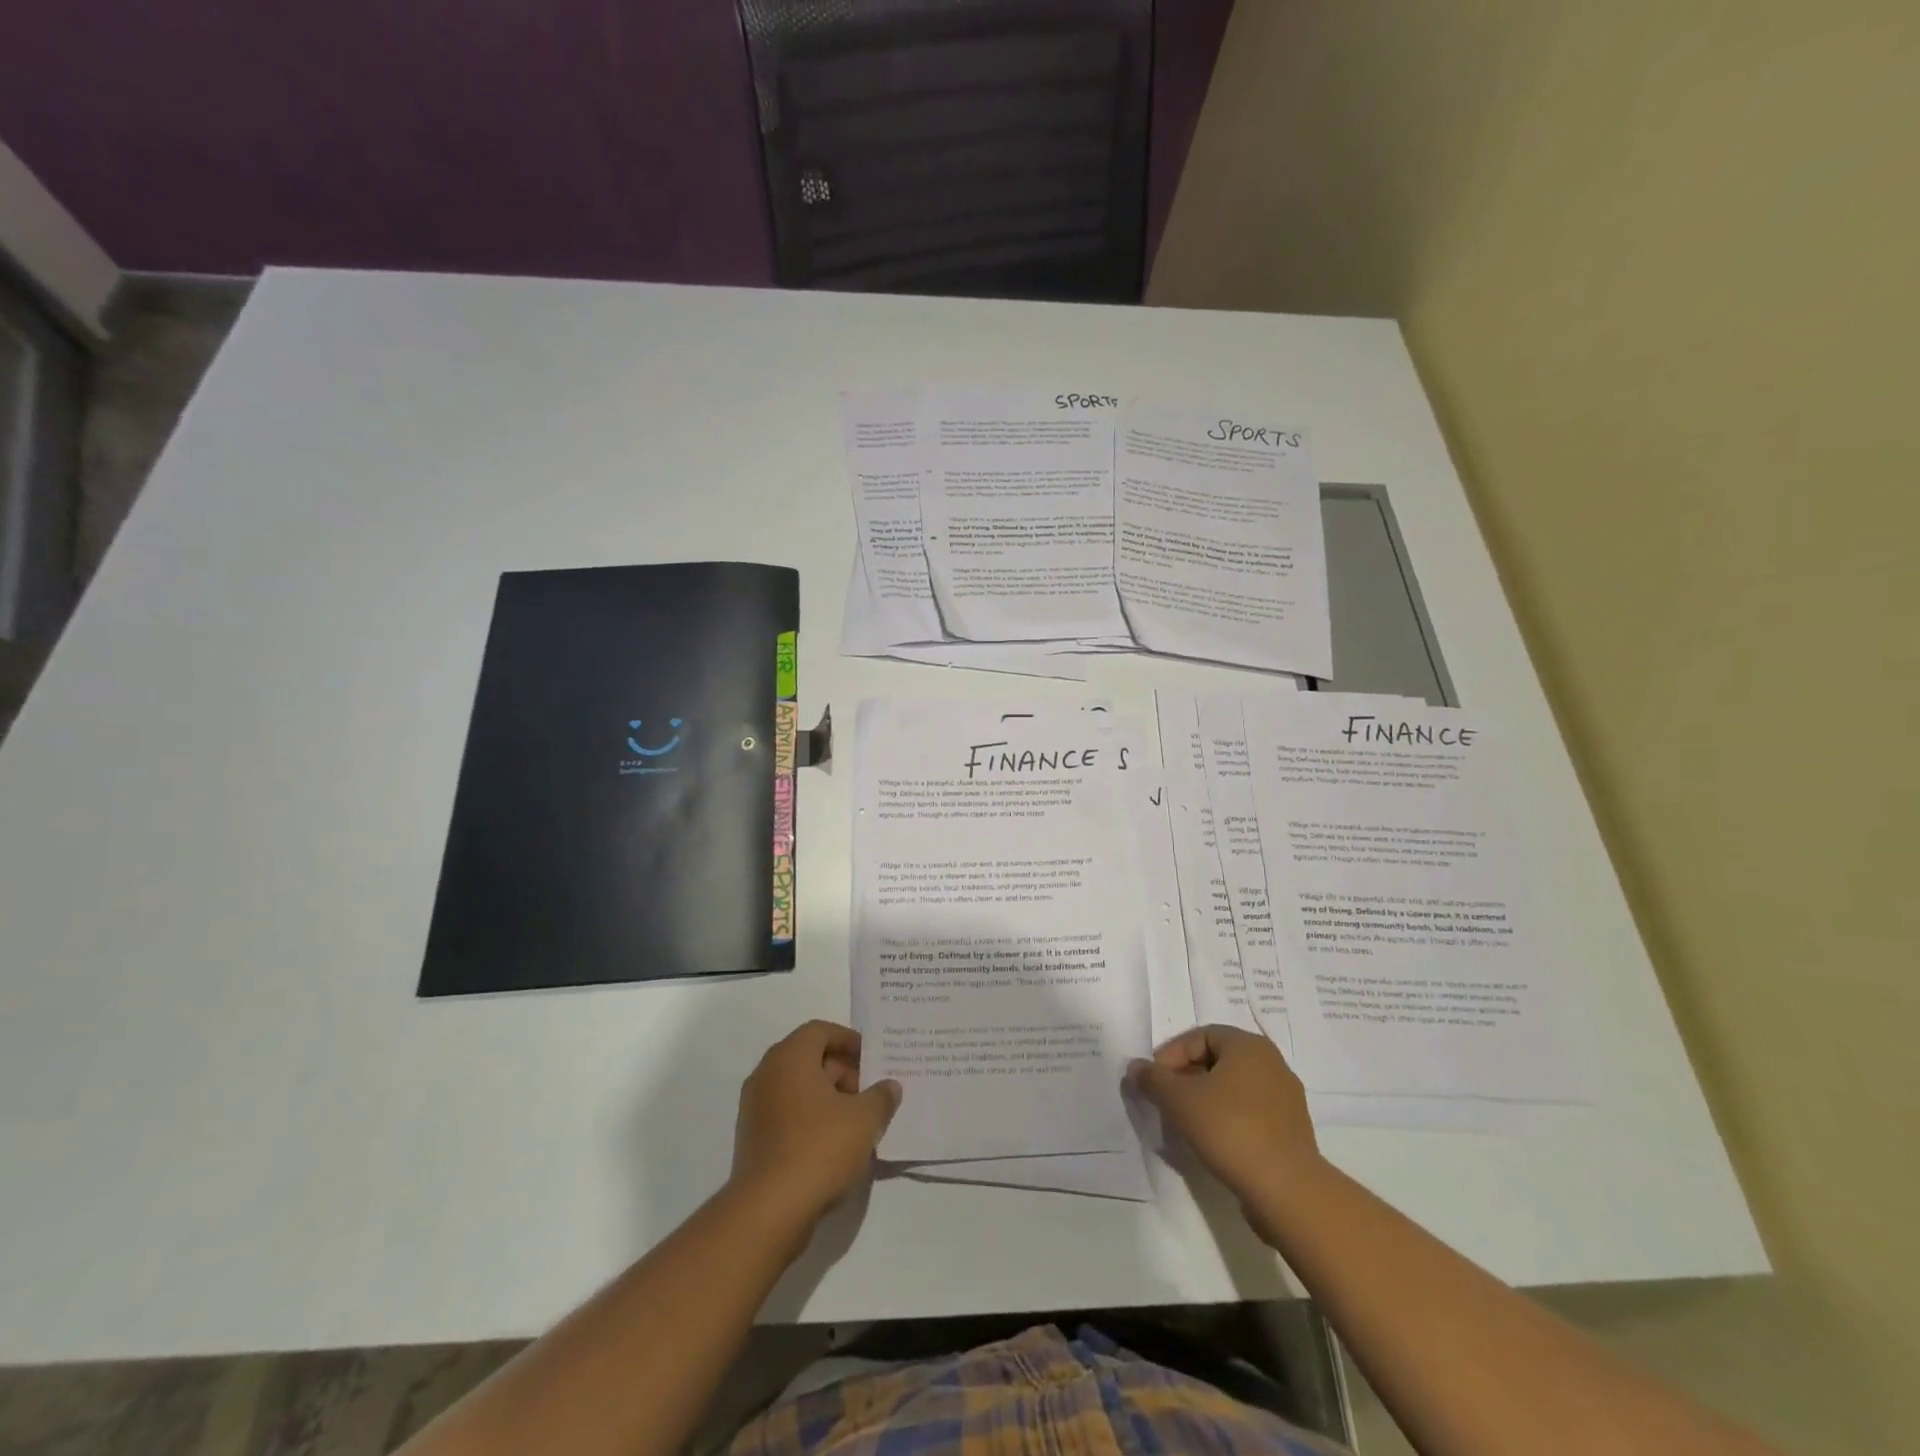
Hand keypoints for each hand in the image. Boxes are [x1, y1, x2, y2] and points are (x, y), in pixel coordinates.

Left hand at [730, 1020, 900, 1233]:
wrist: (768, 1211)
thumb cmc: (819, 1148)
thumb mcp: (864, 1119)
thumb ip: (881, 1097)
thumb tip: (889, 1086)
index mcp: (789, 1058)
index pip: (820, 1031)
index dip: (849, 1040)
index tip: (872, 1059)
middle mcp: (767, 1075)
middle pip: (809, 1058)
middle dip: (843, 1072)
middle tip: (870, 1093)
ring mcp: (756, 1108)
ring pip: (799, 1089)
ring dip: (829, 1098)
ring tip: (858, 1122)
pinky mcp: (753, 1139)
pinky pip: (788, 1115)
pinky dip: (812, 1119)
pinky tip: (836, 1145)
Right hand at [1128, 1025, 1325, 1212]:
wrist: (1287, 1190)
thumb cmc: (1230, 1129)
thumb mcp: (1179, 1100)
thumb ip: (1153, 1079)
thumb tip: (1135, 1068)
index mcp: (1249, 1046)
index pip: (1200, 1036)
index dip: (1172, 1054)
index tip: (1155, 1081)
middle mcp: (1272, 1064)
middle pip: (1217, 1060)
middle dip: (1186, 1077)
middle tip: (1166, 1100)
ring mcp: (1285, 1098)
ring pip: (1233, 1088)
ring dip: (1205, 1100)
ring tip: (1186, 1123)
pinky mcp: (1291, 1131)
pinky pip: (1250, 1113)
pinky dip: (1227, 1119)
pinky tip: (1212, 1142)